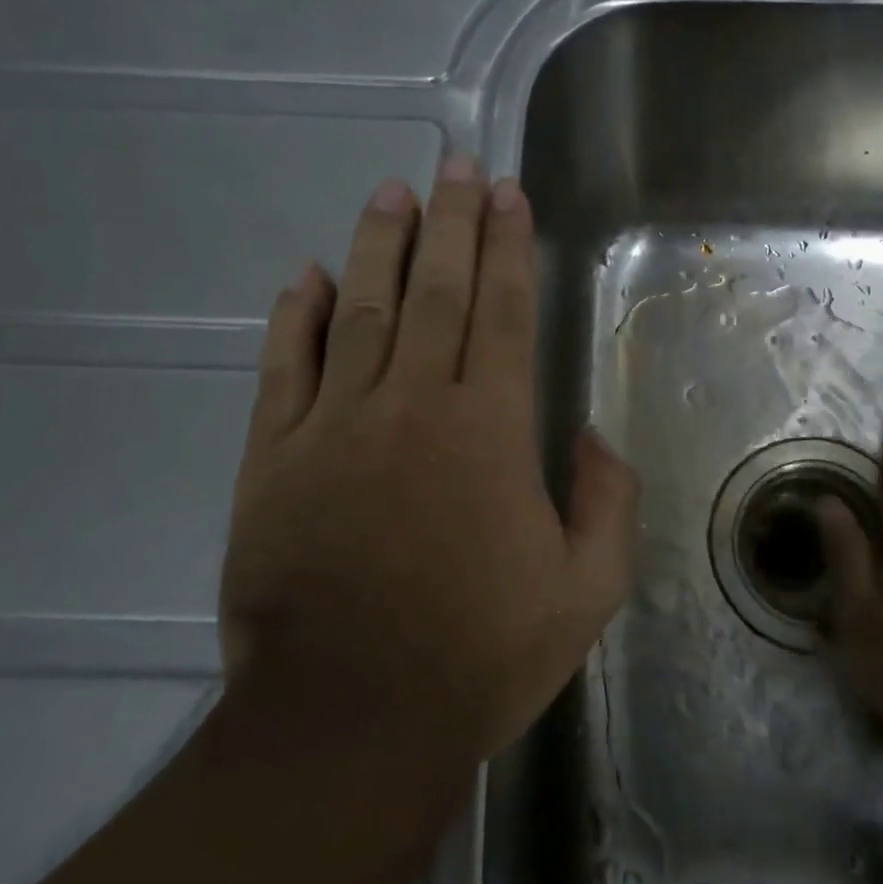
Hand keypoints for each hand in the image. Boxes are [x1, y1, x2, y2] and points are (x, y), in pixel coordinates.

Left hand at [218, 156, 638, 770]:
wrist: (352, 718)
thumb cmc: (481, 655)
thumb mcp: (587, 591)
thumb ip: (608, 503)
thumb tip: (593, 436)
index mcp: (491, 432)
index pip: (504, 313)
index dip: (508, 247)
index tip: (508, 194)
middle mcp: (415, 407)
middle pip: (436, 291)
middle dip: (452, 222)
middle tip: (457, 165)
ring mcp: (336, 427)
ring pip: (359, 310)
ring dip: (379, 245)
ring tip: (392, 192)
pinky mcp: (274, 459)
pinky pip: (284, 368)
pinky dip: (294, 316)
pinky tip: (305, 275)